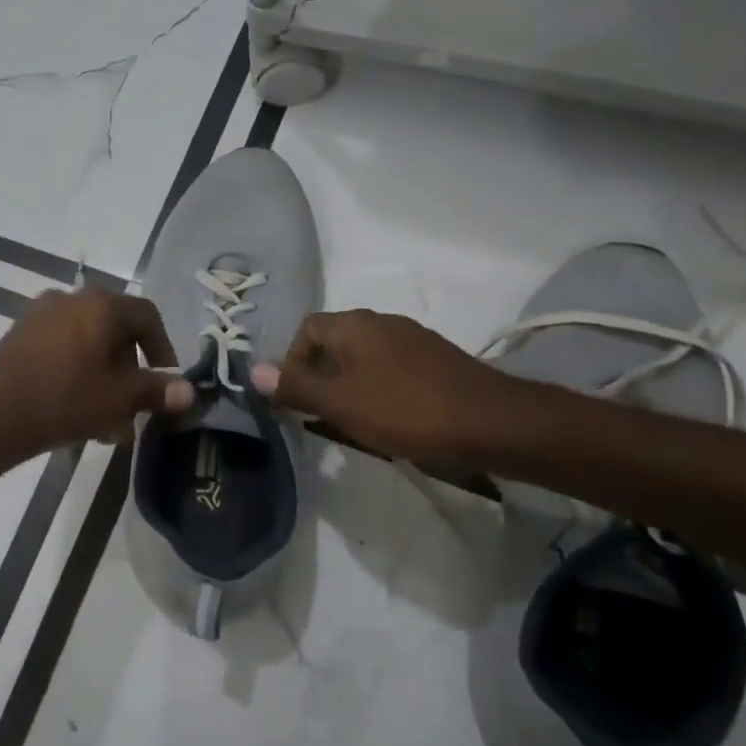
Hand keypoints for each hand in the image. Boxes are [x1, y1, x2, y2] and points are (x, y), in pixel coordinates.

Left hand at [0, 289, 194, 460]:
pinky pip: (63, 346)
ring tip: (106, 421)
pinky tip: (77, 409)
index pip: (146, 316)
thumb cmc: (64, 401)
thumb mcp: (117, 399)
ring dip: (105, 377)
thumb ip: (156, 391)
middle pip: (116, 330)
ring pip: (89, 343)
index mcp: (101, 305)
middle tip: (133, 407)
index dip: (162, 348)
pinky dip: (78, 371)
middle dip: (130, 371)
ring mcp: (41, 313)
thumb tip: (190, 392)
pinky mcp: (20, 333)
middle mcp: (72, 298)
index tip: (165, 381)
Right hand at [250, 310, 527, 460]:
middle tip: (320, 414)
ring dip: (349, 386)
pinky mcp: (437, 362)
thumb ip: (295, 387)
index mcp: (355, 325)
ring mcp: (413, 340)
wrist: (493, 423)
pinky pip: (391, 370)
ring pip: (364, 359)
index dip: (292, 361)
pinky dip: (379, 390)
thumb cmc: (405, 410)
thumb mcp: (340, 403)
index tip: (296, 398)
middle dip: (320, 377)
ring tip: (352, 423)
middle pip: (334, 343)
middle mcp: (382, 322)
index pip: (306, 329)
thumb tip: (252, 370)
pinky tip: (389, 421)